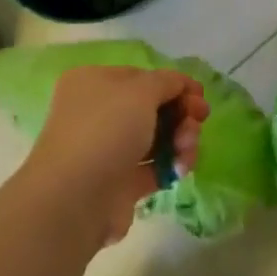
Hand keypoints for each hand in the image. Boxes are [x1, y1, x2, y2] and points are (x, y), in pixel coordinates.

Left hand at [18, 67, 209, 247]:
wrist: (76, 199)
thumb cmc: (106, 130)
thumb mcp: (141, 91)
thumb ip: (166, 82)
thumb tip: (180, 83)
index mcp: (93, 82)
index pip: (141, 77)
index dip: (173, 84)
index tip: (201, 95)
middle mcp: (97, 113)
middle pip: (151, 107)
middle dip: (181, 113)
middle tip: (200, 120)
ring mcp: (107, 149)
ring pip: (155, 138)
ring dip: (180, 139)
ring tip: (187, 149)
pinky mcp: (119, 183)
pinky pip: (153, 167)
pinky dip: (171, 165)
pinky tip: (181, 168)